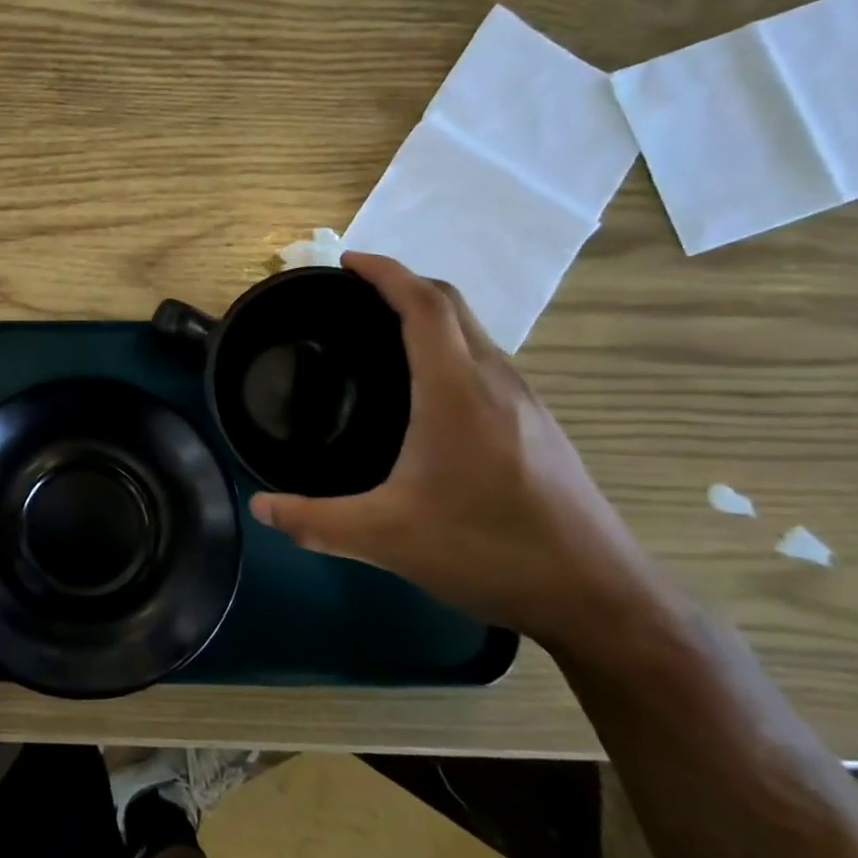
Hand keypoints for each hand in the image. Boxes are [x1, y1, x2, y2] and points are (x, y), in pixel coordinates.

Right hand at [249, 253, 669, 652]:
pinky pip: (486, 359)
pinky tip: (428, 389)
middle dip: (404, 284)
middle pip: (452, 304)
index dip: (386, 272)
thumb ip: (315, 521)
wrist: (598, 597)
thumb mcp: (386, 539)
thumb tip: (259, 507)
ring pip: (474, 331)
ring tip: (384, 332)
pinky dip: (450, 346)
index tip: (348, 260)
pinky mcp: (539, 425)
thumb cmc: (488, 550)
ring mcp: (525, 401)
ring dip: (430, 314)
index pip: (424, 303)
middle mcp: (495, 380)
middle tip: (355, 294)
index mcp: (456, 390)